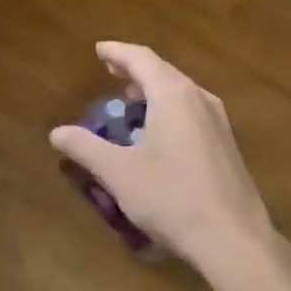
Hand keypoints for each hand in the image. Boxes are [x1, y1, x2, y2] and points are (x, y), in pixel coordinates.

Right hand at [50, 43, 290, 290]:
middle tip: (110, 72)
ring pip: (180, 91)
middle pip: (163, 71)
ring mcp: (218, 121)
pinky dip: (168, 108)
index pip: (141, 58)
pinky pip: (191, 111)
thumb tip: (57, 133)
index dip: (117, 52)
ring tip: (130, 100)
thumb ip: (86, 148)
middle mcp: (199, 99)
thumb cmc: (172, 198)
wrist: (234, 240)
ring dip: (153, 90)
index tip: (98, 50)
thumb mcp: (119, 174)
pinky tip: (158, 132)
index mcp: (173, 95)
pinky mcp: (226, 144)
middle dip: (134, 69)